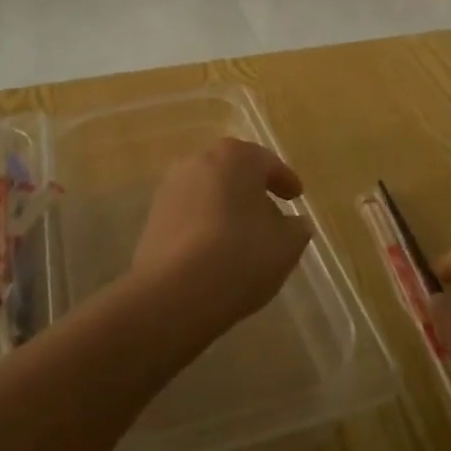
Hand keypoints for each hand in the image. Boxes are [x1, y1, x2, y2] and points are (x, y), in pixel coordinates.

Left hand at [130, 139, 311, 337]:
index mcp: (235, 157)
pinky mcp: (153, 217)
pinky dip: (205, 224)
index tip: (296, 196)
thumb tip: (295, 223)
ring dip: (226, 206)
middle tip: (271, 211)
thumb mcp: (286, 245)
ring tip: (243, 234)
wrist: (174, 292)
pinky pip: (189, 213)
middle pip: (233, 171)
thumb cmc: (240, 256)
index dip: (285, 179)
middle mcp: (199, 161)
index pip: (267, 162)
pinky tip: (215, 248)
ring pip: (209, 191)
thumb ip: (296, 228)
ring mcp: (171, 188)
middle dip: (252, 189)